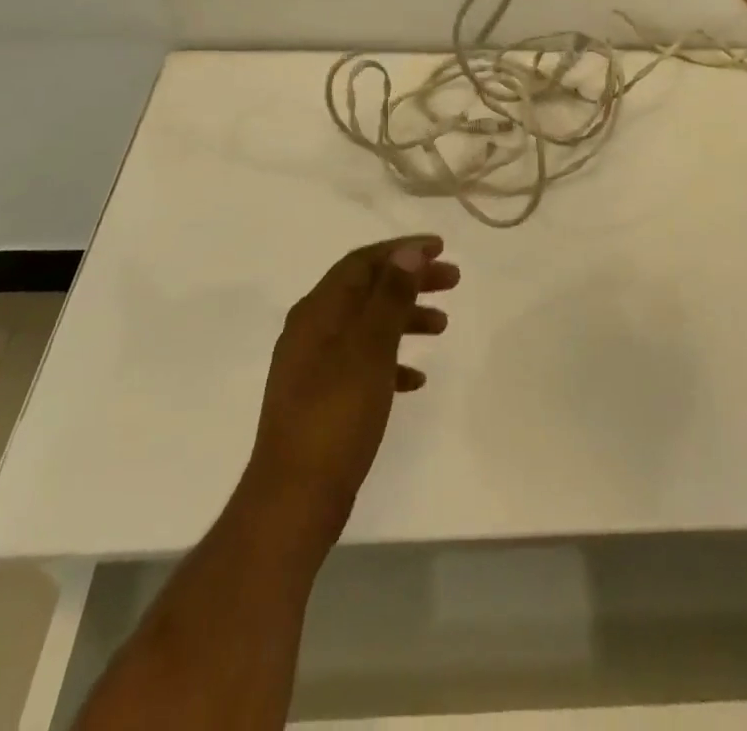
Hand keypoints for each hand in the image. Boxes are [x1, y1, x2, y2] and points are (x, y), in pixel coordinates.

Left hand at [241, 237, 459, 549]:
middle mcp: (312, 328)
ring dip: (404, 318)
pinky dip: (391, 361)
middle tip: (452, 281)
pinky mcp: (322, 398)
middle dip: (409, 280)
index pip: (363, 262)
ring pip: (367, 325)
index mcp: (318, 310)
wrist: (294, 498)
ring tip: (443, 326)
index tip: (441, 248)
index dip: (402, 250)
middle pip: (367, 289)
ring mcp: (314, 365)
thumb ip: (390, 297)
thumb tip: (408, 253)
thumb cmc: (336, 415)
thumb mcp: (370, 349)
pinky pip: (363, 363)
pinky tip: (416, 379)